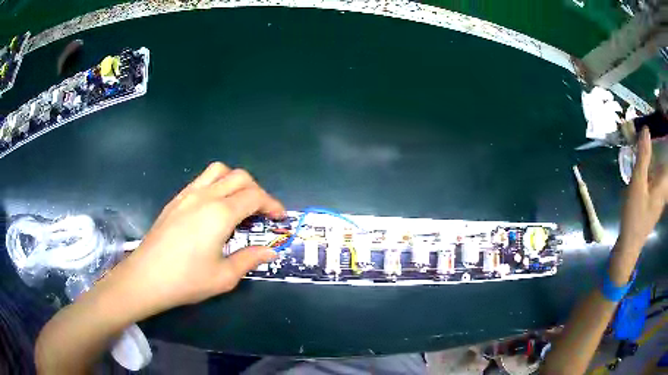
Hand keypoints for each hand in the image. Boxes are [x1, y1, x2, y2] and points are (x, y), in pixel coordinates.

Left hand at [113, 162, 283, 314]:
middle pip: (239, 177)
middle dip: (257, 190)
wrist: (146, 277)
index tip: (280, 218)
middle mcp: (205, 196)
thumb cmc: (186, 280)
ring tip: (239, 203)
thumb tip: (271, 251)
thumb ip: (250, 259)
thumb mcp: (224, 277)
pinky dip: (217, 184)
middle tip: (262, 213)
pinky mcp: (176, 199)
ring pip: (218, 171)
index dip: (272, 204)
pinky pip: (202, 180)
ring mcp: (188, 194)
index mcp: (220, 213)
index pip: (254, 196)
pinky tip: (214, 208)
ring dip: (235, 181)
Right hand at [619, 127, 667, 249]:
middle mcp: (664, 188)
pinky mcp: (655, 200)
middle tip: (647, 136)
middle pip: (664, 163)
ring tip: (644, 147)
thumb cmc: (635, 214)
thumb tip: (646, 130)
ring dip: (654, 157)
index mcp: (663, 183)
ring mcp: (660, 195)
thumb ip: (643, 157)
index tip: (657, 129)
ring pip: (660, 169)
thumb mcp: (638, 184)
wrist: (630, 244)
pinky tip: (644, 167)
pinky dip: (652, 168)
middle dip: (658, 147)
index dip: (664, 142)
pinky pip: (656, 178)